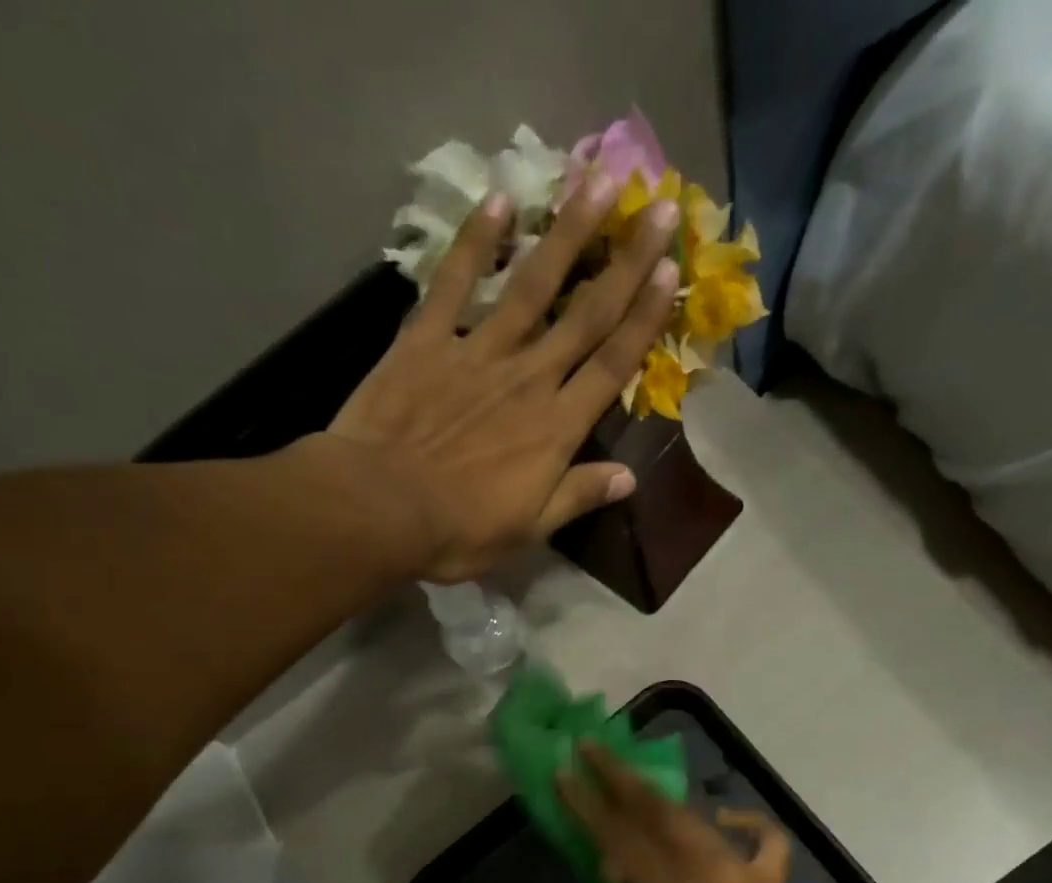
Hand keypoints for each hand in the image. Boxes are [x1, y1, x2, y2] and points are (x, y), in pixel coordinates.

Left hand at [327, 177, 680, 582]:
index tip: (671, 272)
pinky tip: (499, 200)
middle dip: (627, 262)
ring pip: (533, 285)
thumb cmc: (459, 530)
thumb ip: (578, 495)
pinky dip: (475, 242)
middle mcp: (528, 378)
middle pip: (586, 314)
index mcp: (556, 428)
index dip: (645, 319)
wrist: (379, 509)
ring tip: (599, 182)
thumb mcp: (529, 530)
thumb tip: (630, 478)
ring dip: (569, 234)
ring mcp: (477, 352)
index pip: (612, 365)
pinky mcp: (426, 340)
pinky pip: (455, 283)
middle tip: (660, 208)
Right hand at [560, 744, 847, 882]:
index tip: (564, 774)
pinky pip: (762, 840)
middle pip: (656, 810)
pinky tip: (725, 820)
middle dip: (620, 777)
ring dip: (660, 797)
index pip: (618, 838)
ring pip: (694, 818)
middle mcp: (707, 870)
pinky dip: (745, 822)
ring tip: (630, 777)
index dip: (587, 805)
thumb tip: (627, 882)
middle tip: (590, 749)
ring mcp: (743, 873)